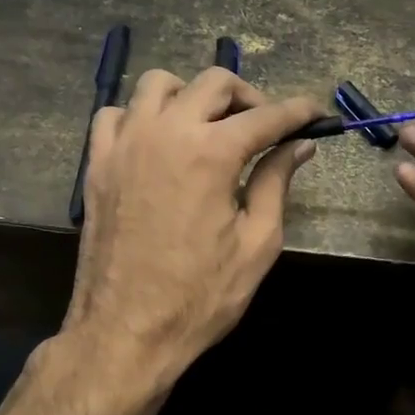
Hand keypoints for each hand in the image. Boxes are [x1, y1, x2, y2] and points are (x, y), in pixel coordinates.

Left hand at [65, 66, 320, 388]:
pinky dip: (142, 115)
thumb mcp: (256, 244)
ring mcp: (124, 144)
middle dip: (249, 96)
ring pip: (159, 84)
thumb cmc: (199, 296)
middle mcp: (166, 132)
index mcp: (211, 152)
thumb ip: (277, 183)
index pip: (266, 115)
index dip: (299, 111)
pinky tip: (157, 142)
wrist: (125, 332)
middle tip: (264, 127)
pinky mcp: (97, 163)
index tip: (317, 113)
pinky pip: (116, 114)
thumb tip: (298, 145)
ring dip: (192, 95)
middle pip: (213, 82)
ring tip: (208, 127)